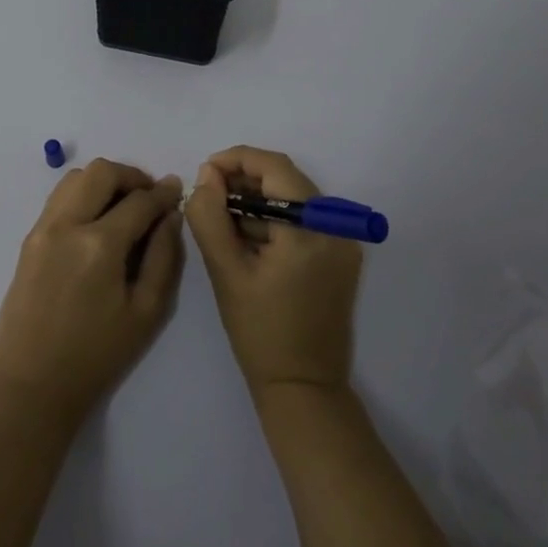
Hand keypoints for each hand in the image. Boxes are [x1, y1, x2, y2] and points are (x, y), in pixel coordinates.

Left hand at [0, 159, 184, 423]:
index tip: (176, 190)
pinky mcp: (29, 239)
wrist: (32, 384)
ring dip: (104, 181)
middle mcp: (67, 225)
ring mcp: (43, 229)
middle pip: (102, 172)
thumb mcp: (146, 312)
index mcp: (99, 245)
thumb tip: (170, 216)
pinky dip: (82, 194)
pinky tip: (96, 220)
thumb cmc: (97, 355)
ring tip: (122, 206)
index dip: (163, 193)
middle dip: (132, 176)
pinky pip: (58, 197)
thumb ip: (164, 257)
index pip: (139, 201)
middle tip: (150, 197)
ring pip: (75, 177)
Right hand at [186, 146, 362, 400]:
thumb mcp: (225, 272)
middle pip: (287, 180)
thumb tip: (207, 176)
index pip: (275, 167)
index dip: (237, 159)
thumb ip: (210, 217)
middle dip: (245, 179)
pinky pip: (304, 221)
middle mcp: (335, 228)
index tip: (204, 171)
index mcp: (310, 229)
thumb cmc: (260, 332)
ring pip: (294, 199)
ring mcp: (342, 243)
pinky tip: (247, 237)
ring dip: (258, 200)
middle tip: (209, 194)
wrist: (304, 388)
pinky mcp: (340, 258)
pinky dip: (275, 219)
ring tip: (222, 218)